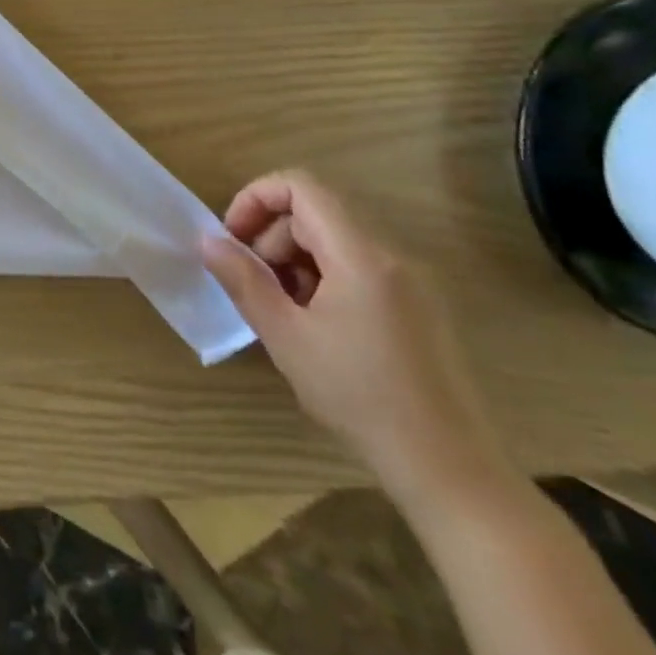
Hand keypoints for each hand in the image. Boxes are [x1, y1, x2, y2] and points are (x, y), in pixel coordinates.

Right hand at [203, 171, 508, 504]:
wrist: (448, 467)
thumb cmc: (359, 396)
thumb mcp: (285, 336)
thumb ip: (243, 280)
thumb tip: (207, 240)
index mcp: (361, 256)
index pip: (301, 186)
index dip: (256, 197)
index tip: (232, 238)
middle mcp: (391, 256)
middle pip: (315, 212)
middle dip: (271, 236)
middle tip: (252, 283)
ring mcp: (410, 281)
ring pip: (335, 240)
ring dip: (294, 259)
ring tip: (281, 309)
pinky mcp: (418, 306)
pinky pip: (358, 266)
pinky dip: (323, 277)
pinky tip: (315, 324)